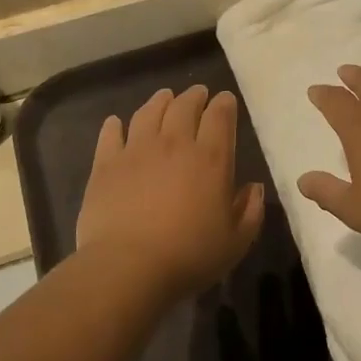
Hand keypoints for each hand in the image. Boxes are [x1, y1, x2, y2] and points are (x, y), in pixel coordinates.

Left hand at [76, 85, 265, 300]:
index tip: (225, 100)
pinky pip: (110, 134)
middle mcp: (174, 144)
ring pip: (149, 112)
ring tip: (164, 97)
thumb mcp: (235, 242)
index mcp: (210, 158)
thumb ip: (250, 211)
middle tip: (197, 93)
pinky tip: (115, 123)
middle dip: (194, 96)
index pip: (220, 116)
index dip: (224, 104)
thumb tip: (254, 187)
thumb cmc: (189, 256)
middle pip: (184, 106)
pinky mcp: (106, 164)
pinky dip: (114, 125)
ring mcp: (137, 150)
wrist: (128, 266)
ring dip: (159, 101)